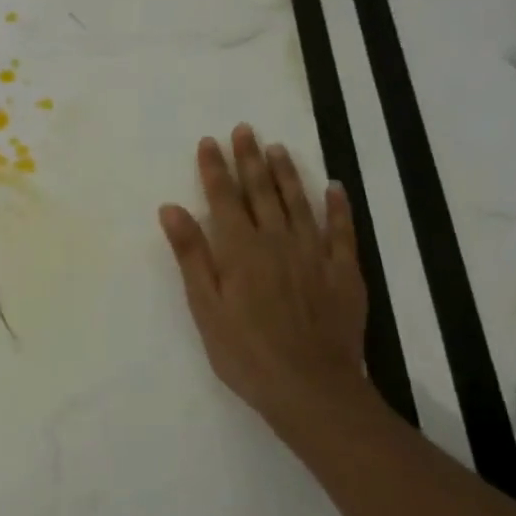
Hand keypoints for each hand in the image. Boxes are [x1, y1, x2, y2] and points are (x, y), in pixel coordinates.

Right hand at [159, 125, 370, 437]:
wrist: (310, 387)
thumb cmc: (244, 351)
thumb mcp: (204, 306)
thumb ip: (191, 254)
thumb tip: (171, 208)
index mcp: (240, 250)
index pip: (224, 199)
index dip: (215, 169)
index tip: (209, 141)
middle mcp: (277, 241)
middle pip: (261, 191)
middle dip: (250, 159)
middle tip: (245, 129)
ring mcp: (314, 254)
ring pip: (299, 202)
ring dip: (287, 173)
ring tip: (277, 147)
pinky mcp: (343, 272)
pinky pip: (342, 230)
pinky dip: (338, 206)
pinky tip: (334, 187)